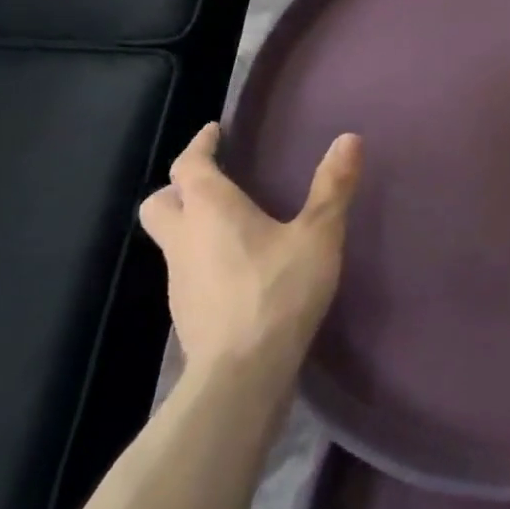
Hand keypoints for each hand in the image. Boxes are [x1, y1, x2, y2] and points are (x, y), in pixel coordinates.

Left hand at [139, 123, 361, 380]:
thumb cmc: (278, 291)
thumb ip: (332, 186)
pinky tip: (239, 269)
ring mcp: (180, 281)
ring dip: (192, 224)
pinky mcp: (187, 314)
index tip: (215, 131)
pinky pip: (188, 270)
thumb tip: (349, 138)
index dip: (200, 144)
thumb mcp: (318, 234)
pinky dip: (204, 258)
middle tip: (213, 179)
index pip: (189, 165)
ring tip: (233, 223)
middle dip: (179, 187)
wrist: (242, 376)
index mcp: (209, 210)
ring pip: (172, 240)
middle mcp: (185, 239)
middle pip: (160, 203)